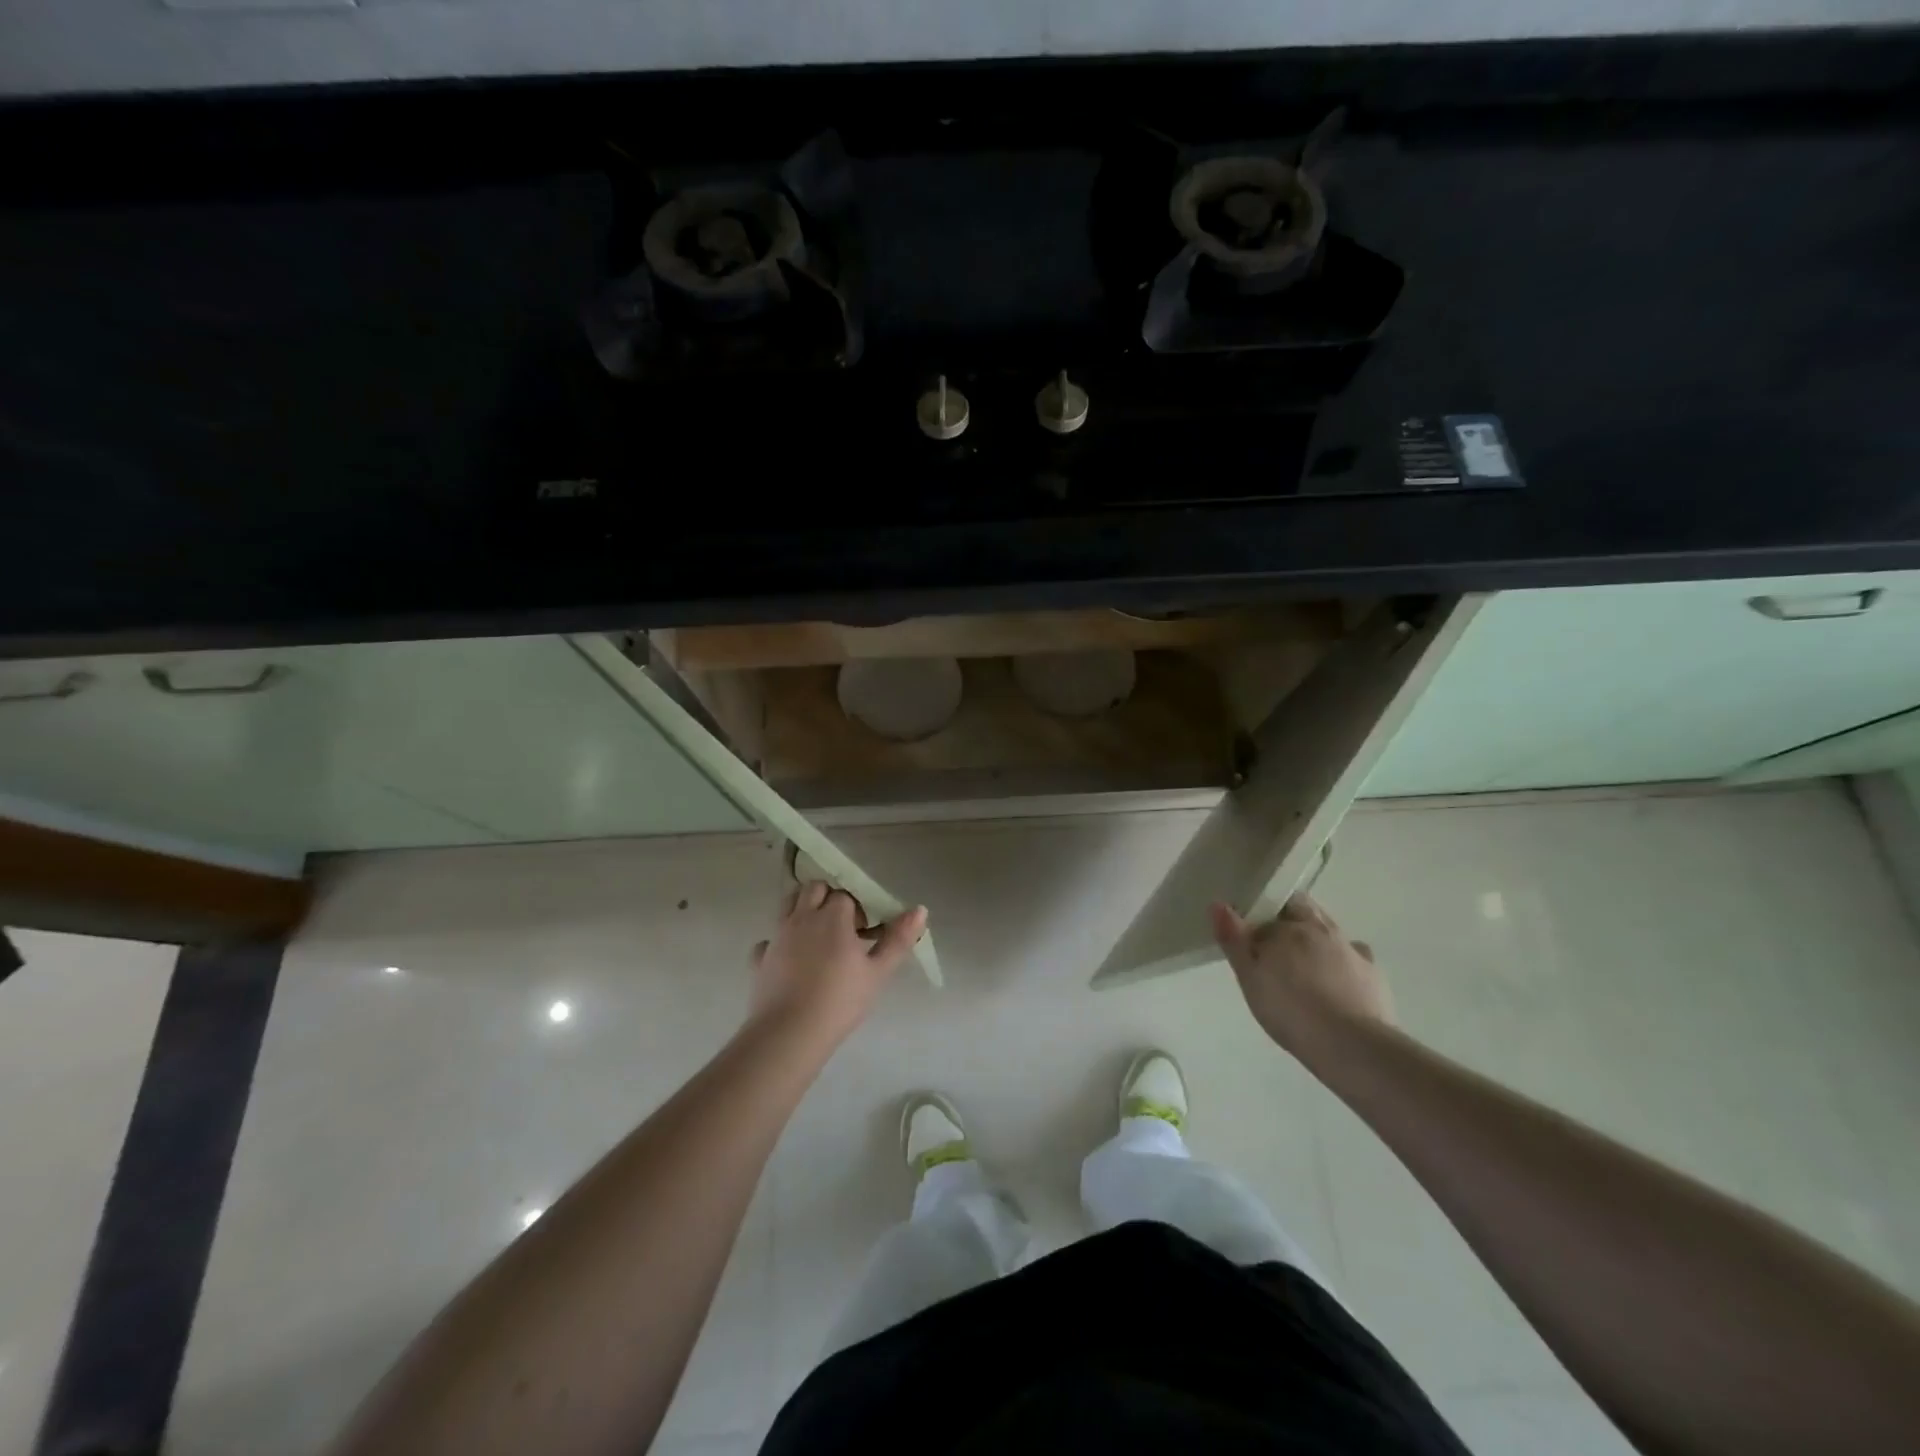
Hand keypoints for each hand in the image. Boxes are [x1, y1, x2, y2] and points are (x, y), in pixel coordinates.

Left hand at [748, 882, 926, 1046]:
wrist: (789, 1033)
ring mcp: (777, 936)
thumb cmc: (840, 1000)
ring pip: (787, 905)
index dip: (856, 909)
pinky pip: (768, 941)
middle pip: (813, 888)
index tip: (864, 932)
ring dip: (802, 910)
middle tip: (841, 929)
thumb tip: (920, 909)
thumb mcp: (878, 972)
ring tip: (816, 938)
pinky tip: (788, 962)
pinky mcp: (759, 958)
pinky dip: (778, 944)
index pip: (845, 895)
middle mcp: (802, 917)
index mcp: (832, 916)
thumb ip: (898, 939)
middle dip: (827, 898)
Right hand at [1210, 894, 1391, 1053]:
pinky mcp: (1374, 974)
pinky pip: (1354, 957)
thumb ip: (1234, 939)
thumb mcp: (1250, 978)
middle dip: (1290, 918)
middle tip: (1275, 945)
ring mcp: (1352, 950)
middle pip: (1305, 909)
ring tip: (1305, 966)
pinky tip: (1338, 981)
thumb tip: (1218, 904)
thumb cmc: (1290, 1010)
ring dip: (1317, 938)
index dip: (1261, 915)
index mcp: (1291, 926)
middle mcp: (1323, 929)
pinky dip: (1344, 962)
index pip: (1273, 905)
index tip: (1251, 933)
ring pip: (1330, 930)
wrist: (1352, 1047)